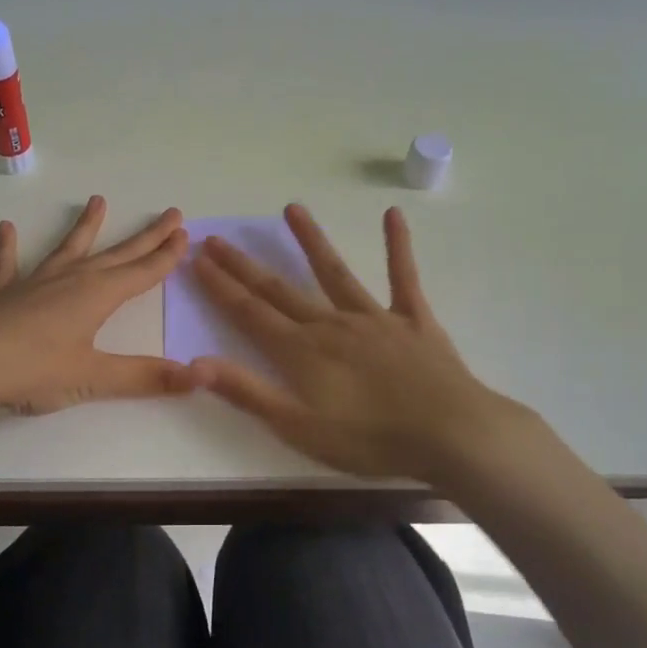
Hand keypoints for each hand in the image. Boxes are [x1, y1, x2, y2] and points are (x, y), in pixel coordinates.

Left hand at [0, 195, 195, 418]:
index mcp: (96, 296)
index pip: (142, 272)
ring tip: (97, 200)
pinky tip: (6, 228)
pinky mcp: (3, 295)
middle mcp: (70, 280)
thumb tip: (197, 378)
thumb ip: (144, 377)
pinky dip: (8, 247)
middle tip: (169, 214)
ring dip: (85, 226)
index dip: (165, 256)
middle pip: (116, 254)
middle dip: (145, 237)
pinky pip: (8, 265)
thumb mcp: (94, 379)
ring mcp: (34, 283)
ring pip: (68, 249)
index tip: (184, 234)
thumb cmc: (34, 371)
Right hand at [192, 204, 539, 482]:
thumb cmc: (370, 439)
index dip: (220, 286)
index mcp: (301, 351)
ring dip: (311, 240)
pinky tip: (393, 215)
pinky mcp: (413, 319)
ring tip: (291, 208)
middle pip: (279, 289)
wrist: (451, 434)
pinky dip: (397, 246)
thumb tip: (195, 363)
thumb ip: (247, 392)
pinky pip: (403, 276)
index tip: (197, 259)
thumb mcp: (298, 426)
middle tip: (217, 238)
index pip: (249, 312)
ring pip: (334, 272)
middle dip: (244, 265)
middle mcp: (331, 324)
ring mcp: (374, 317)